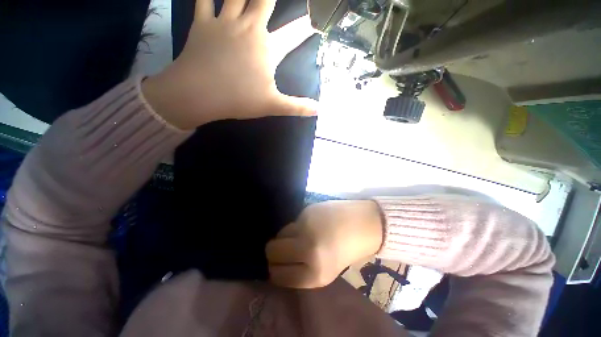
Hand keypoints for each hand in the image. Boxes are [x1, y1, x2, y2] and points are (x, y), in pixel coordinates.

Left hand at [142, 0, 316, 129]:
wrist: (200, 94)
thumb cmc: (239, 99)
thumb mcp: (273, 106)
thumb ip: (297, 107)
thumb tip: (318, 110)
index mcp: (267, 49)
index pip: (294, 34)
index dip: (306, 25)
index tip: (314, 19)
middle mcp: (249, 28)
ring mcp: (224, 23)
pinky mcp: (202, 24)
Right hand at [266, 200, 383, 287]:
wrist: (363, 224)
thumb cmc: (346, 250)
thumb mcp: (326, 272)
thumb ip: (301, 270)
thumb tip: (278, 264)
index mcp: (315, 274)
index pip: (278, 275)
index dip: (275, 270)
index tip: (277, 265)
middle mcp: (307, 250)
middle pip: (272, 252)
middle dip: (273, 252)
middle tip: (282, 249)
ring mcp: (306, 228)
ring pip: (280, 234)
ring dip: (285, 237)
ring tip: (299, 236)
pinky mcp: (307, 212)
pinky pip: (292, 222)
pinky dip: (296, 226)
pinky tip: (309, 225)